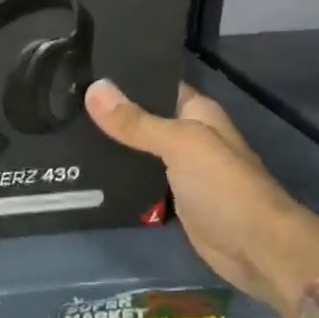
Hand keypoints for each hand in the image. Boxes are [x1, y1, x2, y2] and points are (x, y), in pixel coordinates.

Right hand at [84, 78, 318, 317]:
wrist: (256, 249)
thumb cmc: (224, 187)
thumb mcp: (180, 144)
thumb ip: (136, 121)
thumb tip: (93, 88)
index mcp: (196, 112)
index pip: (154, 82)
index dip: (121, 76)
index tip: (81, 68)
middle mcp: (185, 134)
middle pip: (140, 116)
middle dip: (107, 111)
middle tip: (61, 99)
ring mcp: (177, 167)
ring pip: (135, 147)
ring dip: (107, 142)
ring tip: (62, 127)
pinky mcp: (168, 196)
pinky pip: (135, 177)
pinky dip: (114, 173)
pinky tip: (81, 167)